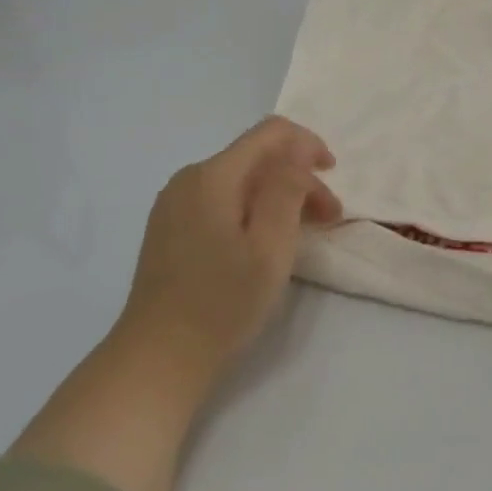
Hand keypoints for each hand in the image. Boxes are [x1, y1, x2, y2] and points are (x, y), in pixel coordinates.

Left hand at [14, 117, 339, 490]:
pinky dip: (252, 209)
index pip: (270, 133)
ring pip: (240, 180)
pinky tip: (265, 241)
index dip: (308, 144)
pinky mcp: (170, 227)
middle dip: (298, 178)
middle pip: (256, 158)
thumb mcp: (270, 246)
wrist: (157, 357)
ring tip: (304, 232)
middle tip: (329, 217)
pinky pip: (221, 199)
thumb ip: (287, 188)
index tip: (333, 173)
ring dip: (278, 195)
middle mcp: (189, 179)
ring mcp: (174, 203)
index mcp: (212, 176)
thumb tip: (297, 151)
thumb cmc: (222, 302)